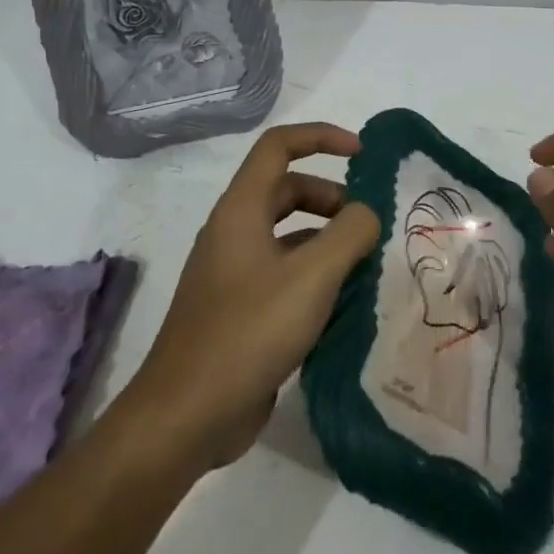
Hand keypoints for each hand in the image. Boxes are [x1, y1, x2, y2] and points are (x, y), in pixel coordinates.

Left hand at [120, 123, 378, 472]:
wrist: (186, 415)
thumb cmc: (249, 332)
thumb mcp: (311, 277)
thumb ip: (349, 234)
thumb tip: (367, 213)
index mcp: (241, 209)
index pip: (279, 146)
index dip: (321, 138)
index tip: (362, 154)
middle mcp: (234, 232)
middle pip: (287, 190)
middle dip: (331, 198)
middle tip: (367, 226)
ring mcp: (233, 273)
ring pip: (287, 236)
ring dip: (326, 240)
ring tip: (363, 267)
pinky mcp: (239, 309)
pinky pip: (283, 274)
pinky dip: (314, 276)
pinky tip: (342, 305)